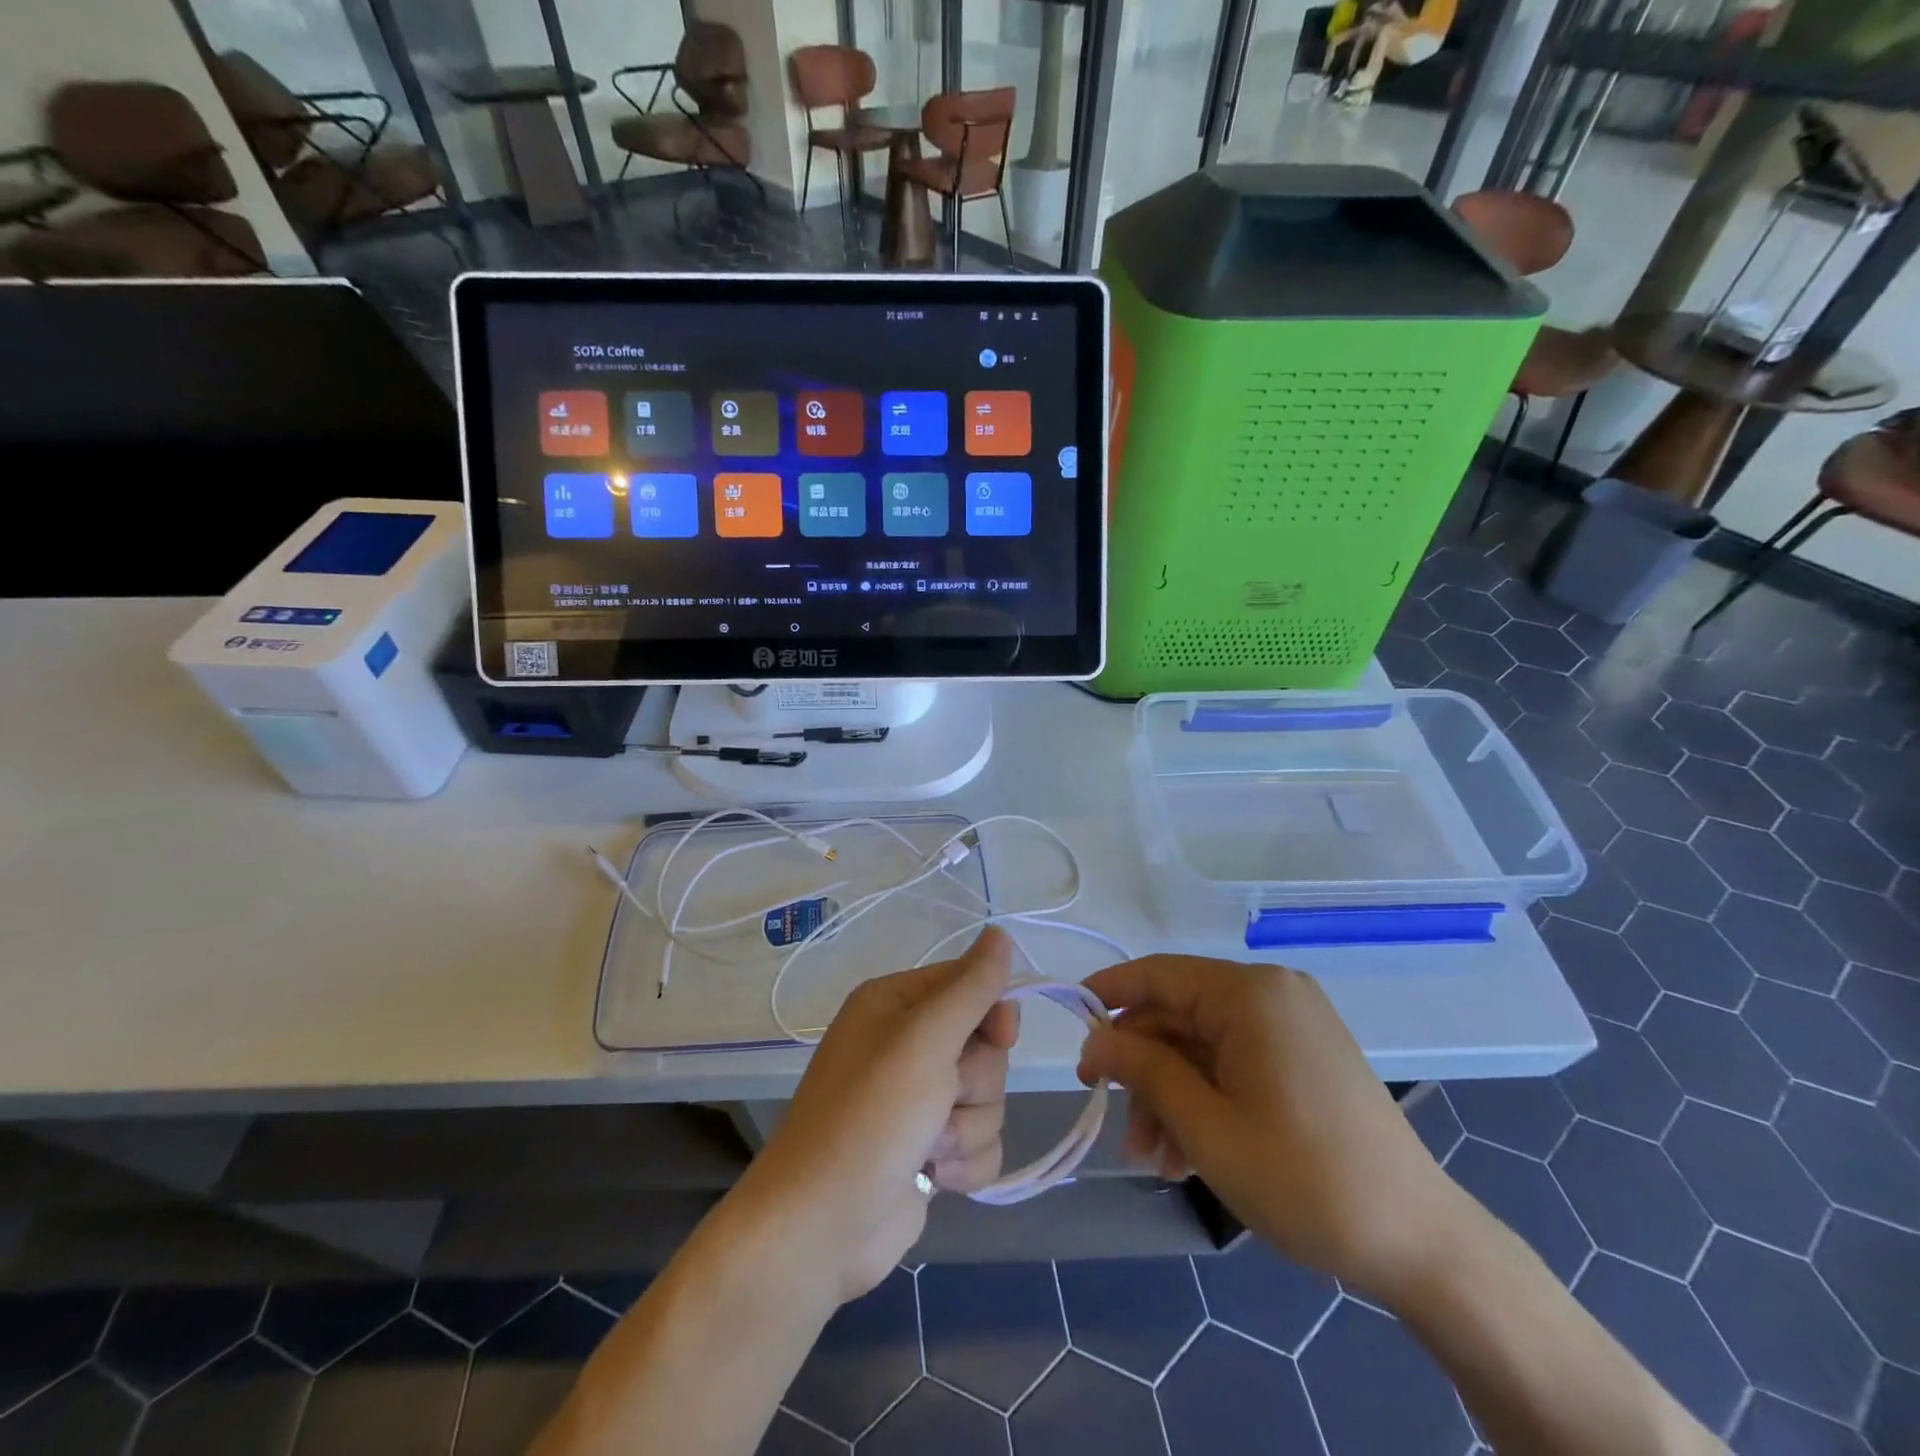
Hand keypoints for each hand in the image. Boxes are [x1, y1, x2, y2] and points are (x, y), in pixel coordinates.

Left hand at [742, 928, 1018, 1303]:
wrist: (821, 1227)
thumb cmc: (869, 1117)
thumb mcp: (923, 1040)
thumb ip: (970, 988)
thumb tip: (1001, 933)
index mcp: (895, 1004)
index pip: (969, 984)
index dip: (993, 1011)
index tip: (1003, 1036)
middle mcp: (906, 1044)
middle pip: (985, 1047)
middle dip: (974, 1082)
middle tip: (940, 1099)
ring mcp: (917, 1101)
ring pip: (988, 1098)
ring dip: (967, 1128)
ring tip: (928, 1148)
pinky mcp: (928, 1149)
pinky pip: (981, 1142)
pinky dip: (965, 1163)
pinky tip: (933, 1177)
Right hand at [1078, 955, 1461, 1304]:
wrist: (1422, 1245)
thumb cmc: (1303, 1178)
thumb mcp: (1206, 1126)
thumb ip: (1143, 1070)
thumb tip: (1095, 1039)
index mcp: (1250, 993)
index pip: (1158, 974)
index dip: (1108, 995)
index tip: (1071, 1026)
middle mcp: (1272, 994)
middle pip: (1180, 1017)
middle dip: (1143, 1071)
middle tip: (1116, 1126)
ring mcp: (1293, 1025)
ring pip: (1204, 1046)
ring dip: (1171, 1095)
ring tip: (1153, 1161)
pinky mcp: (1305, 1057)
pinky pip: (1236, 1063)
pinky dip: (1206, 1099)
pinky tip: (1188, 1154)